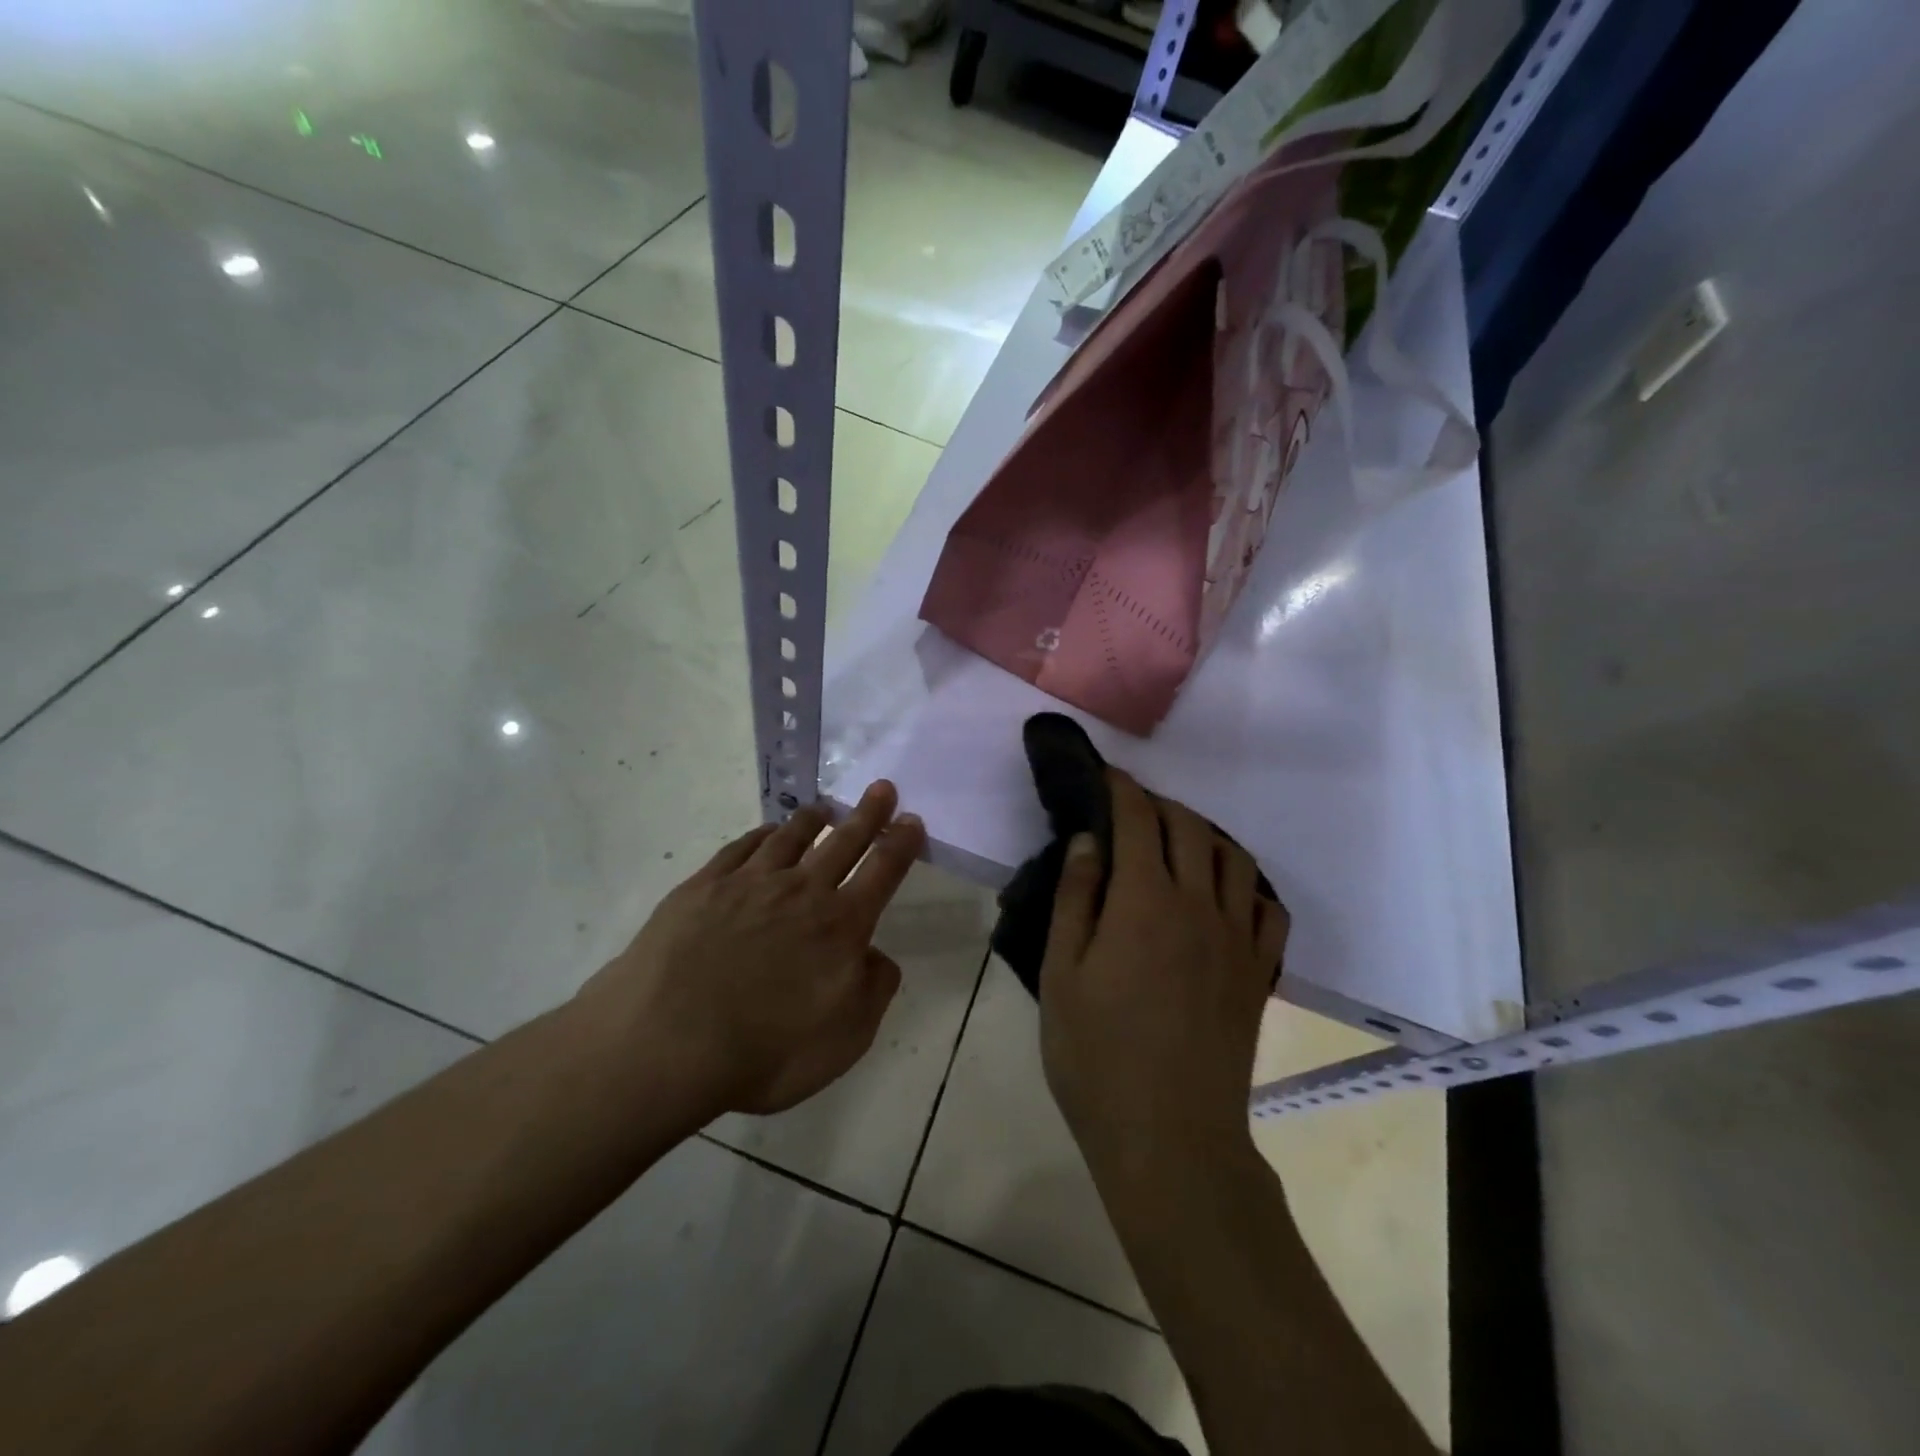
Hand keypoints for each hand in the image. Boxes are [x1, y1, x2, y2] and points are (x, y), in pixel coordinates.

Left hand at [575, 781, 924, 1118]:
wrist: (666, 1044)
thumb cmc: (765, 1052)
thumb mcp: (845, 1040)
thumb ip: (874, 991)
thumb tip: (876, 956)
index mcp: (841, 925)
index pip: (882, 871)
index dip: (901, 843)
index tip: (912, 820)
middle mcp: (801, 892)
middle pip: (843, 841)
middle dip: (868, 814)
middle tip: (881, 788)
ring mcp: (749, 884)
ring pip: (791, 837)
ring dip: (813, 819)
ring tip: (825, 807)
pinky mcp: (704, 886)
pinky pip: (742, 847)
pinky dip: (762, 834)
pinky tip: (766, 832)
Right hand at [1038, 768, 1288, 1178]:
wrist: (1169, 1135)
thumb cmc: (1097, 1055)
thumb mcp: (1061, 973)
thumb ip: (1076, 898)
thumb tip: (1090, 840)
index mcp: (1145, 901)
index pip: (1139, 820)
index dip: (1122, 790)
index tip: (1107, 775)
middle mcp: (1199, 905)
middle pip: (1190, 829)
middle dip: (1161, 805)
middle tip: (1134, 807)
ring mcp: (1237, 940)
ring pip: (1234, 860)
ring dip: (1205, 835)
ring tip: (1180, 841)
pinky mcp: (1258, 973)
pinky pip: (1267, 909)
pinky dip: (1246, 885)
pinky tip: (1227, 894)